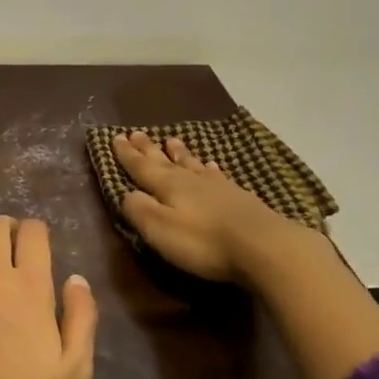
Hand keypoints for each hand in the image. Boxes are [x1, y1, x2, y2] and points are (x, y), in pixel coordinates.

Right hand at [111, 131, 305, 283]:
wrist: (263, 245)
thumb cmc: (203, 241)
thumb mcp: (160, 229)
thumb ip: (139, 210)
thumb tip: (126, 193)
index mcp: (167, 185)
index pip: (140, 166)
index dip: (127, 154)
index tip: (116, 137)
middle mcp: (190, 179)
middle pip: (164, 160)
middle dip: (148, 148)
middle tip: (137, 132)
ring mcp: (217, 186)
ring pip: (192, 164)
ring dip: (179, 153)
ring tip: (171, 140)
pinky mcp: (239, 197)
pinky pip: (217, 175)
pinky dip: (209, 168)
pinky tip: (212, 166)